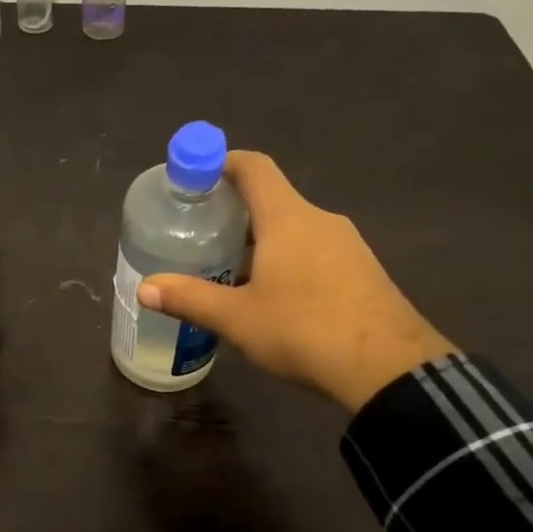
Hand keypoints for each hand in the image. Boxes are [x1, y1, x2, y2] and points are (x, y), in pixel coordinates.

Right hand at [138, 152, 453, 413]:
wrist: (388, 369)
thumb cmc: (304, 330)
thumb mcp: (237, 318)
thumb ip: (189, 298)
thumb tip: (144, 287)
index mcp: (288, 218)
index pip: (255, 168)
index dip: (223, 162)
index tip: (197, 176)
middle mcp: (321, 220)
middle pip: (274, 200)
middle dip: (237, 213)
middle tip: (205, 235)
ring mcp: (350, 245)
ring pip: (297, 230)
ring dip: (266, 242)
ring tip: (235, 272)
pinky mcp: (366, 272)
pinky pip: (319, 253)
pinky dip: (292, 261)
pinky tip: (279, 299)